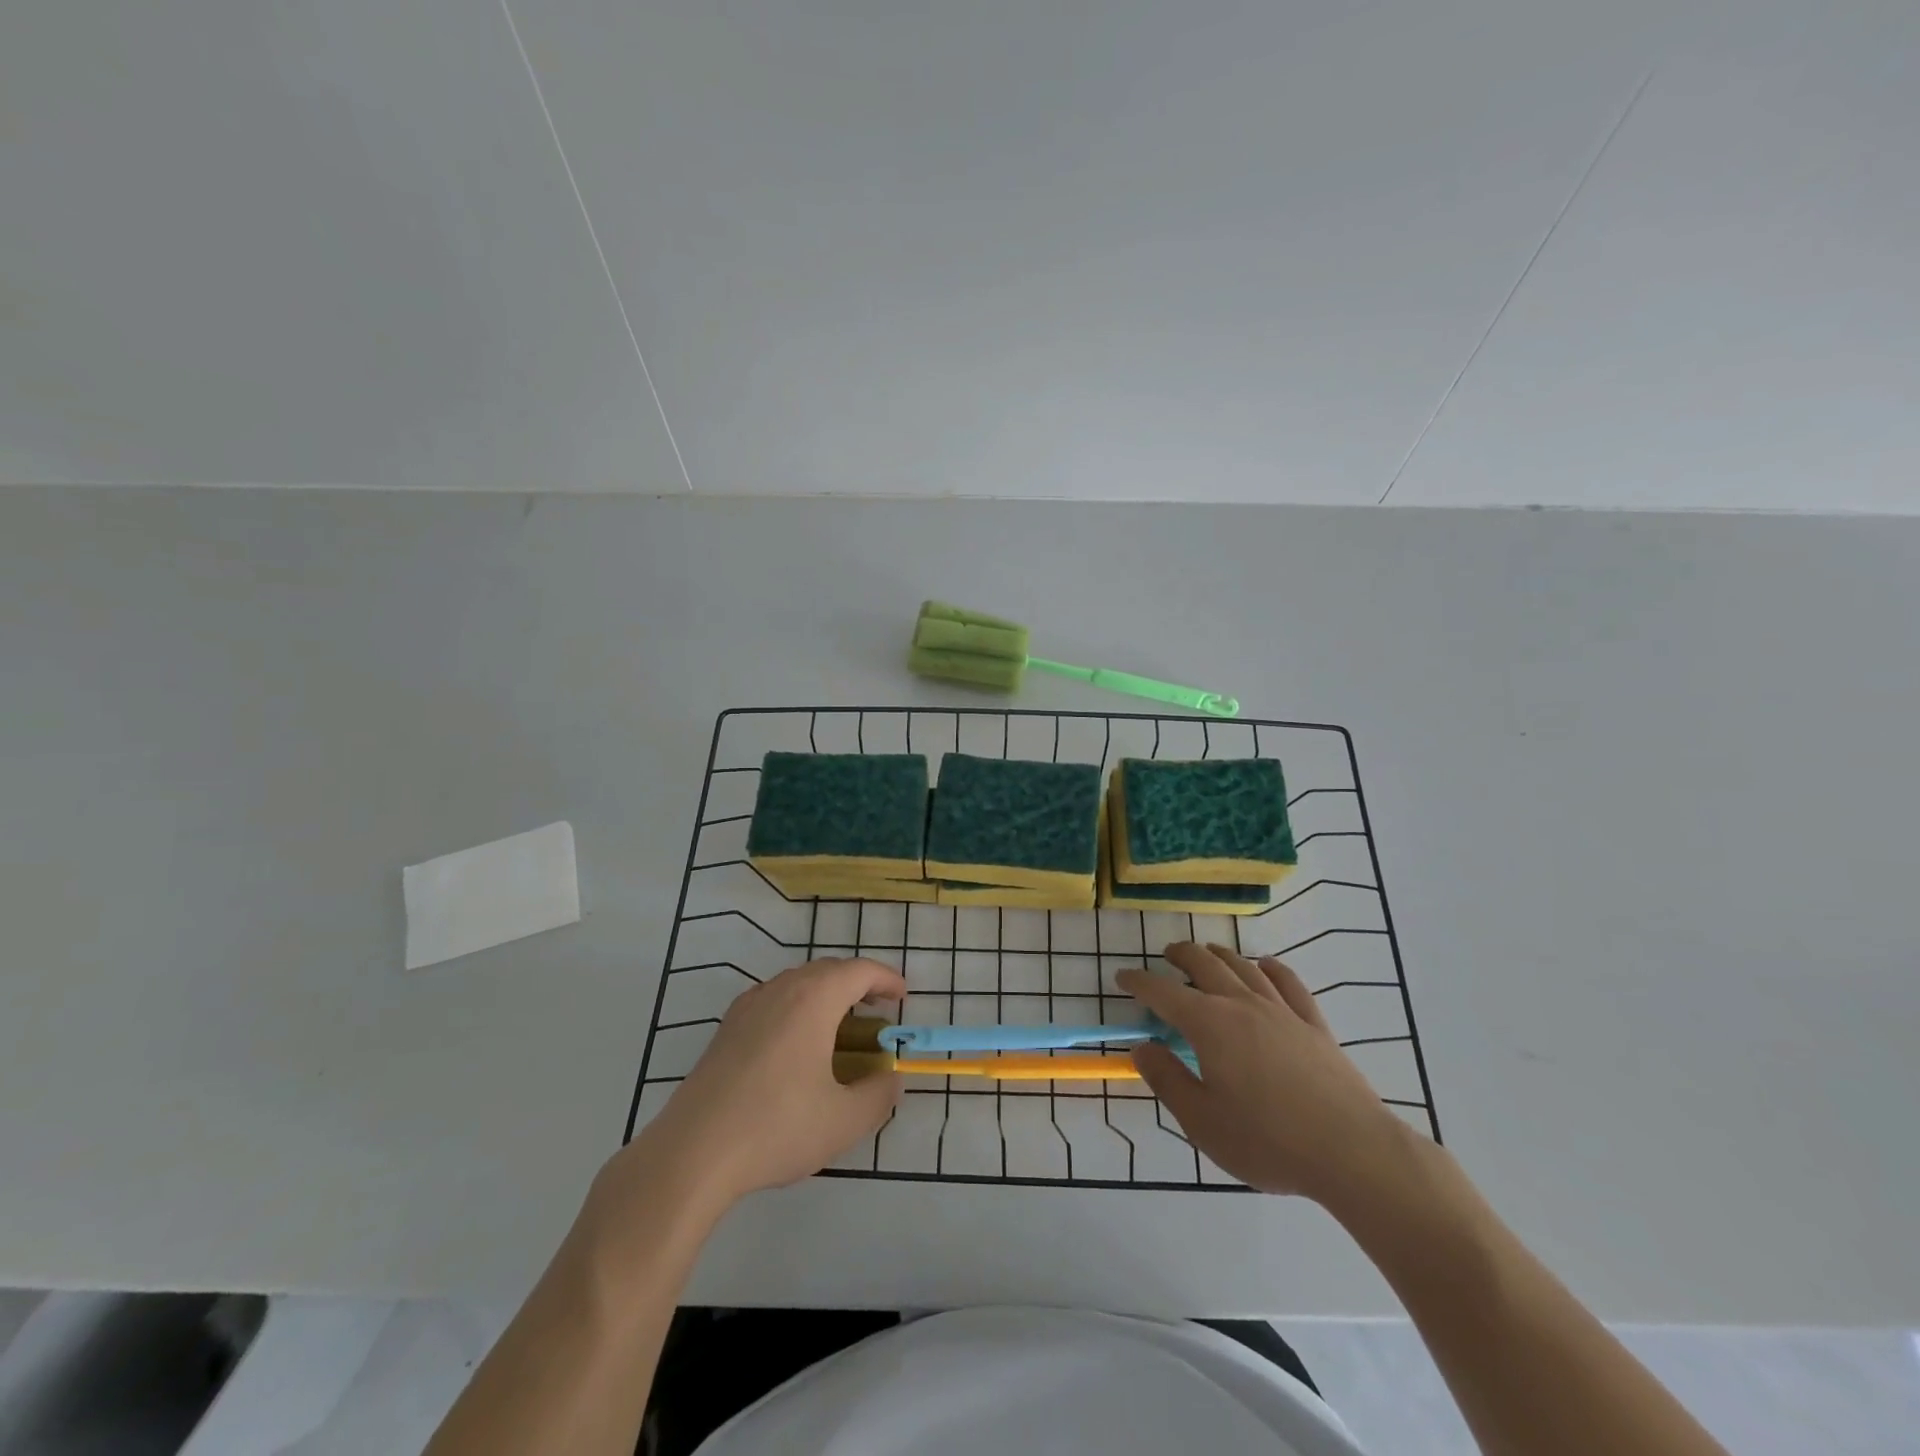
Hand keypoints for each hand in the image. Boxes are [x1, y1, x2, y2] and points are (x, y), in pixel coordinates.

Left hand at [628, 957, 905, 1214]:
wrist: (692, 1153)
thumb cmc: (776, 1127)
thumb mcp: (844, 1120)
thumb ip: (879, 1095)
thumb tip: (891, 1078)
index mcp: (813, 999)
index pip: (859, 971)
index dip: (886, 979)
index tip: (903, 997)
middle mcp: (781, 990)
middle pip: (828, 970)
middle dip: (858, 983)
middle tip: (878, 1010)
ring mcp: (748, 1006)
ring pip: (798, 983)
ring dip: (827, 994)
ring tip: (842, 1025)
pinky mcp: (726, 1029)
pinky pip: (774, 1000)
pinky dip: (798, 1007)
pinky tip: (798, 1043)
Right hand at [1119, 942, 1410, 1208]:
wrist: (1352, 1152)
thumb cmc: (1267, 1141)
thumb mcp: (1202, 1122)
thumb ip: (1168, 1080)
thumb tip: (1142, 1048)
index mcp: (1209, 1025)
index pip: (1163, 993)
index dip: (1139, 982)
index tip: (1122, 977)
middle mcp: (1242, 1005)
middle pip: (1205, 964)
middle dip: (1180, 955)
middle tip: (1167, 955)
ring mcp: (1282, 1011)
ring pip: (1244, 967)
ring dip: (1220, 954)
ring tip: (1207, 952)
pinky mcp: (1314, 1024)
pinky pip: (1289, 983)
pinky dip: (1271, 967)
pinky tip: (1265, 965)